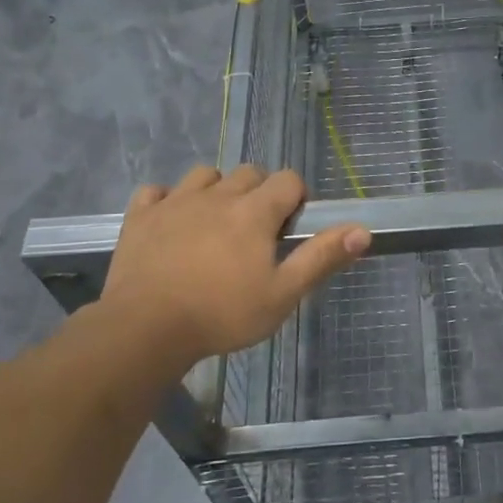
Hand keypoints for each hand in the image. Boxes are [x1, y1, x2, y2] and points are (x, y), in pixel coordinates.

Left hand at [94, 164, 368, 371]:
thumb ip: (321, 258)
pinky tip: (171, 224)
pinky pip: (156, 191)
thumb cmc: (222, 314)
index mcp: (254, 211)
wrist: (145, 329)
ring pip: (205, 176)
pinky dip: (168, 201)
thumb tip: (362, 230)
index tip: (289, 229)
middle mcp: (217, 195)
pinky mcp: (140, 216)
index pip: (288, 180)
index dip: (296, 198)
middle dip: (259, 193)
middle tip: (256, 233)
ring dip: (216, 191)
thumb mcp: (282, 294)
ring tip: (216, 224)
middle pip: (249, 173)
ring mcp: (175, 202)